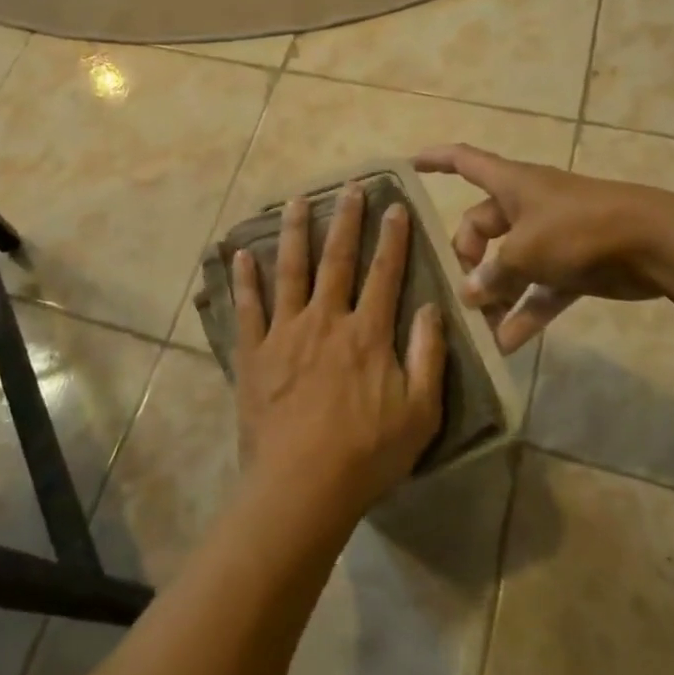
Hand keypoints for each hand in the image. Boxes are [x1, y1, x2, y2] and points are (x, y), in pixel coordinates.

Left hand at [232, 185, 446, 528]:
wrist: (302, 487)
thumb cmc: (367, 454)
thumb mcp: (420, 412)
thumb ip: (428, 356)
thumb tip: (433, 307)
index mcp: (368, 334)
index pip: (385, 274)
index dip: (392, 238)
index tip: (395, 205)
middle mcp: (326, 320)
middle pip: (337, 260)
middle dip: (346, 220)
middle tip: (349, 187)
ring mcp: (285, 333)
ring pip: (291, 270)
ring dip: (295, 232)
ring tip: (296, 199)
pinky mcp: (254, 352)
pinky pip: (248, 307)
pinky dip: (245, 279)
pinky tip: (240, 253)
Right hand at [415, 144, 666, 351]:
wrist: (654, 243)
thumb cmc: (579, 230)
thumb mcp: (525, 251)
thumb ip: (493, 274)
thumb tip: (470, 294)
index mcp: (511, 185)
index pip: (464, 161)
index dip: (436, 160)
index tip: (410, 165)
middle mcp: (527, 206)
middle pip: (481, 226)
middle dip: (468, 259)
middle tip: (463, 293)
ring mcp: (551, 236)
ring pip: (510, 263)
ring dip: (495, 293)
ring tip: (479, 328)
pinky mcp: (573, 266)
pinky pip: (539, 289)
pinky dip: (525, 312)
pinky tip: (508, 344)